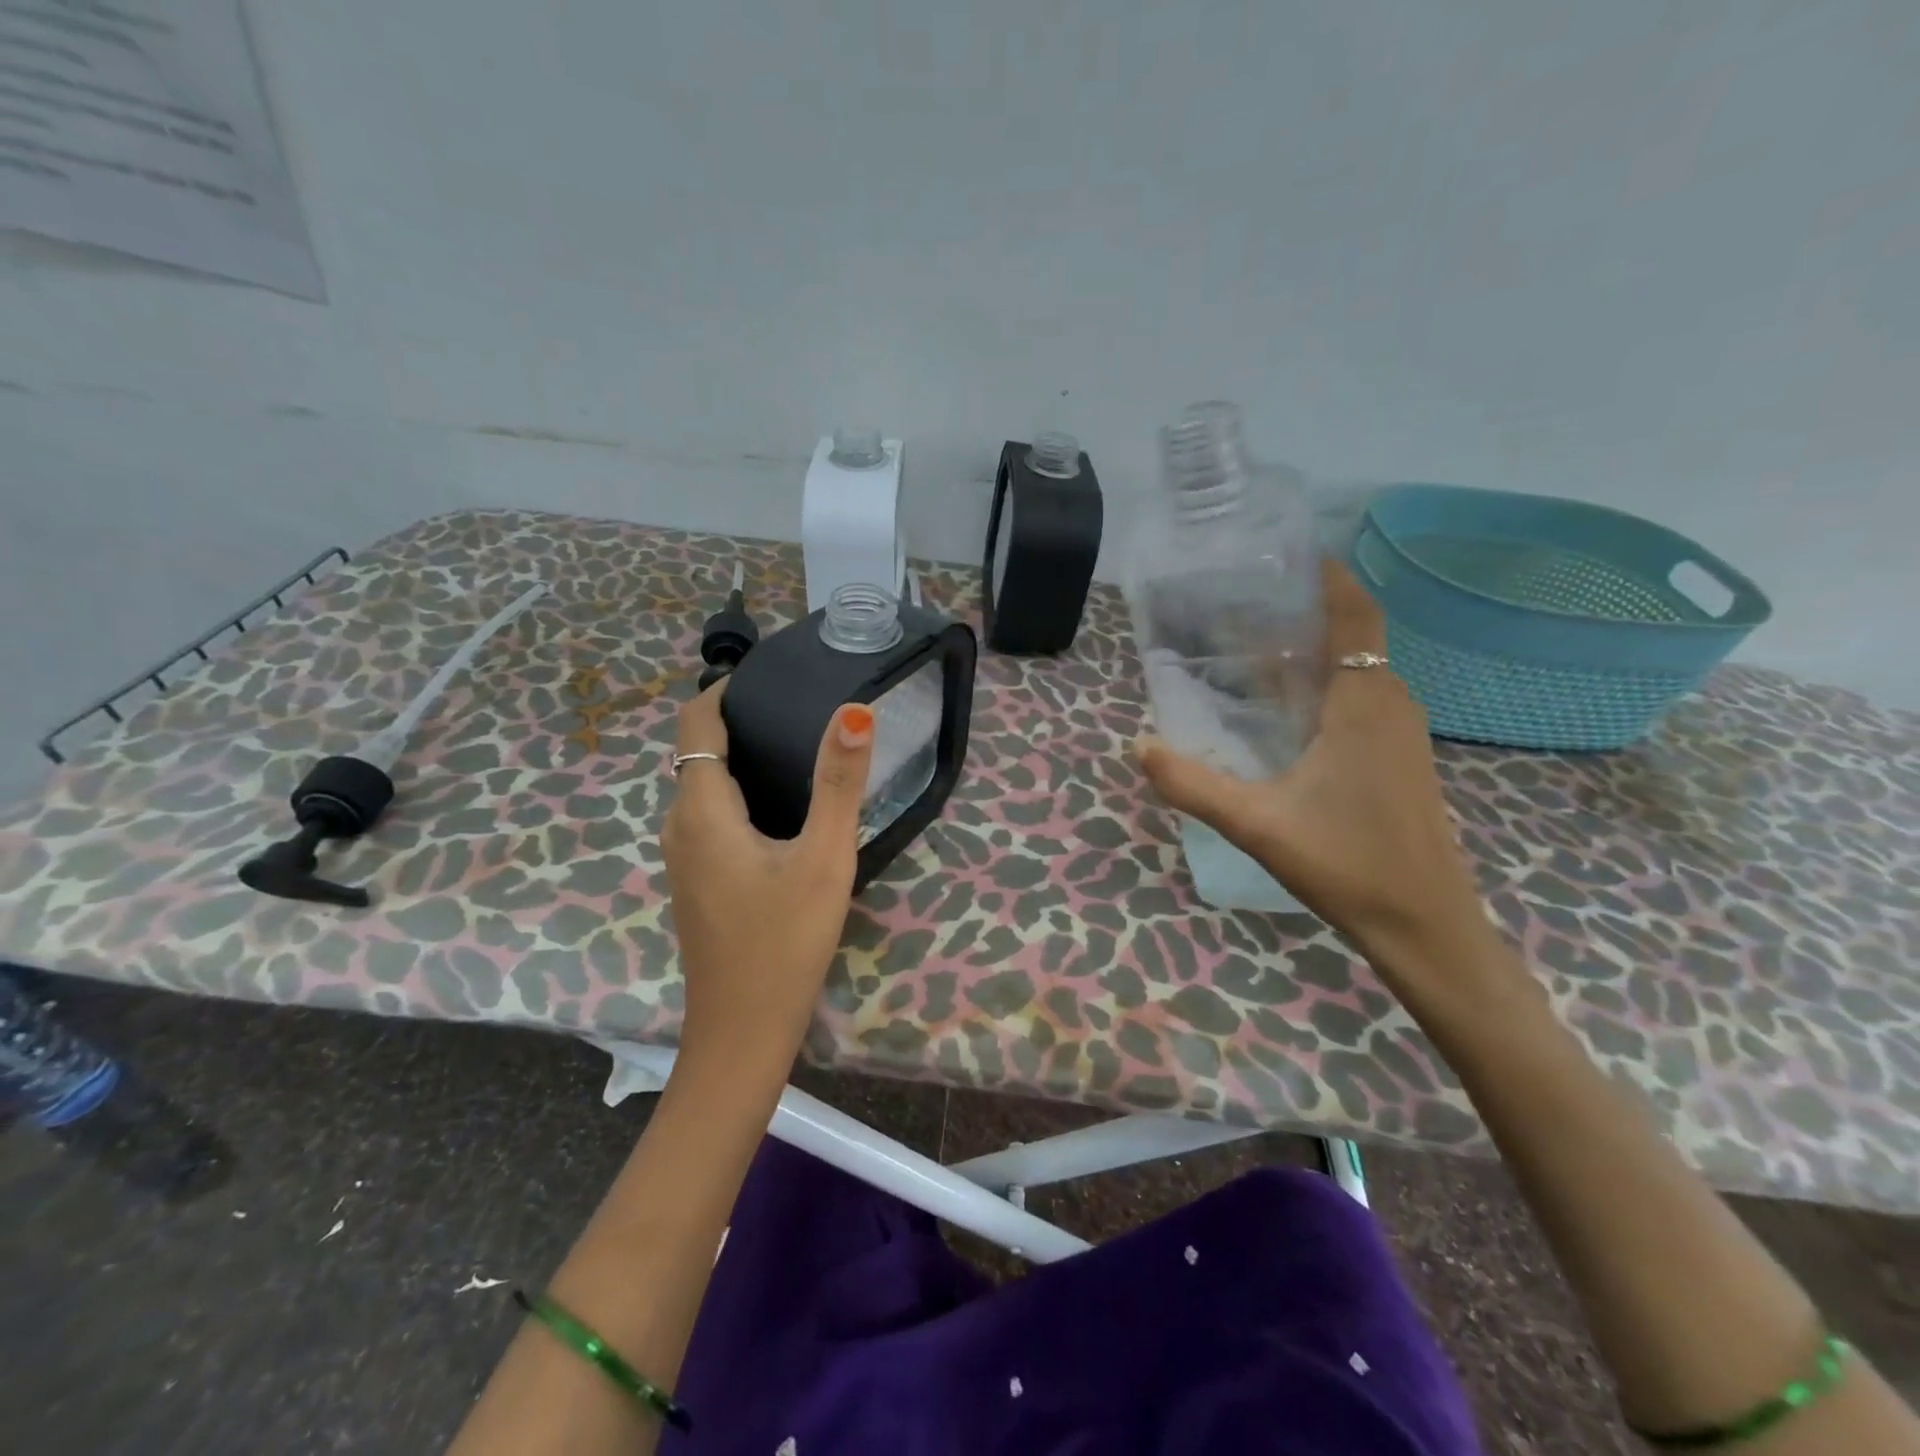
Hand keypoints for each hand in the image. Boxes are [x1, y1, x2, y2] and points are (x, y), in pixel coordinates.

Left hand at [662, 684, 874, 1078]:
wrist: (742, 1033)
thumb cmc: (783, 942)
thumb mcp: (823, 859)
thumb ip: (838, 784)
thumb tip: (853, 711)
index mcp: (701, 810)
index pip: (696, 723)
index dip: (725, 689)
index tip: (772, 674)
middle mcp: (680, 826)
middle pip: (699, 752)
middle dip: (739, 720)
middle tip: (799, 705)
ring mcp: (684, 857)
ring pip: (704, 787)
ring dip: (741, 758)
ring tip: (797, 746)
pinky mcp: (698, 881)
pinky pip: (711, 816)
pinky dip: (740, 793)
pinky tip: (783, 808)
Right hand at [1135, 560, 1496, 996]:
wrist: (1424, 925)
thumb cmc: (1346, 862)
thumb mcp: (1256, 822)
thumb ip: (1192, 784)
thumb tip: (1139, 745)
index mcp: (1363, 703)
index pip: (1356, 615)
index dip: (1330, 579)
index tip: (1290, 557)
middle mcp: (1391, 705)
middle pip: (1353, 638)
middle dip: (1305, 616)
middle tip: (1244, 609)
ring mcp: (1403, 734)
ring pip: (1359, 673)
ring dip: (1316, 656)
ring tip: (1255, 655)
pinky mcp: (1402, 761)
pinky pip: (1364, 702)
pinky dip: (1328, 689)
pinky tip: (1286, 717)